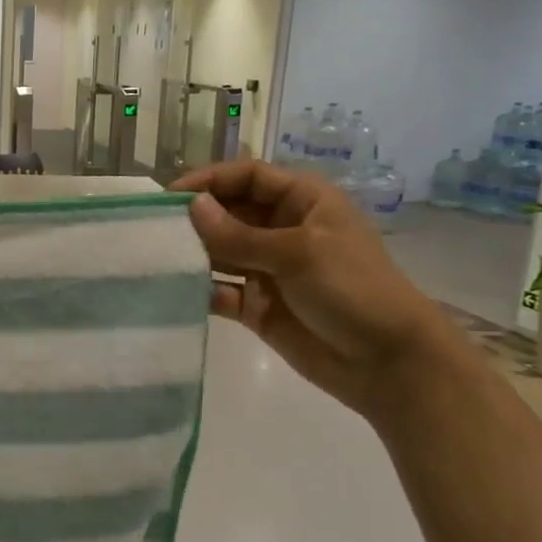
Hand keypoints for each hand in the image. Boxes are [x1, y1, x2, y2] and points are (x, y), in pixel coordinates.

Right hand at [171, 159, 454, 414]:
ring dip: (192, 254)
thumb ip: (239, 234)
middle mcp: (282, 230)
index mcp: (303, 203)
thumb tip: (190, 207)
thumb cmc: (353, 290)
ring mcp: (268, 269)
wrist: (388, 364)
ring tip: (154, 258)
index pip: (248, 177)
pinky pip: (219, 290)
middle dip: (194, 218)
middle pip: (228, 213)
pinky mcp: (256, 306)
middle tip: (152, 228)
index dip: (210, 180)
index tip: (170, 195)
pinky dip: (198, 290)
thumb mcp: (298, 253)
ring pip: (219, 252)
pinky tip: (173, 290)